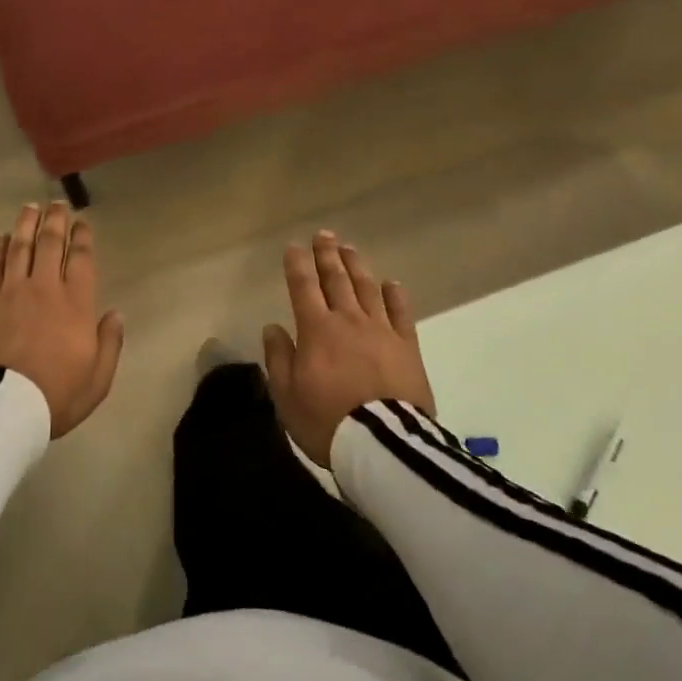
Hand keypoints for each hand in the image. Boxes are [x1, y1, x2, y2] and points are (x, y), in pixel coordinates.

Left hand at [0, 202, 123, 437]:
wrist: (1, 409)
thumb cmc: (55, 395)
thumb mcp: (97, 379)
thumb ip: (109, 343)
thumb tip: (115, 314)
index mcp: (75, 304)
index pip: (80, 259)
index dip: (82, 237)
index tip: (82, 222)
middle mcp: (44, 289)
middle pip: (49, 244)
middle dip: (55, 221)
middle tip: (56, 204)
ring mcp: (10, 293)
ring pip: (19, 248)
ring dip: (25, 225)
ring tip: (29, 207)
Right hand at [263, 231, 434, 467]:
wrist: (383, 445)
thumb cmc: (327, 421)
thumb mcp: (286, 396)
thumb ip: (278, 358)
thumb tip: (273, 327)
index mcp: (316, 330)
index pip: (303, 287)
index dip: (297, 265)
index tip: (294, 247)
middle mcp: (348, 320)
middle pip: (336, 279)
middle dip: (327, 255)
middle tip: (324, 235)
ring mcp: (381, 330)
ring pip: (366, 288)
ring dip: (356, 266)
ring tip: (349, 249)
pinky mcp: (408, 346)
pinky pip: (401, 313)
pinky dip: (395, 295)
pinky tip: (391, 283)